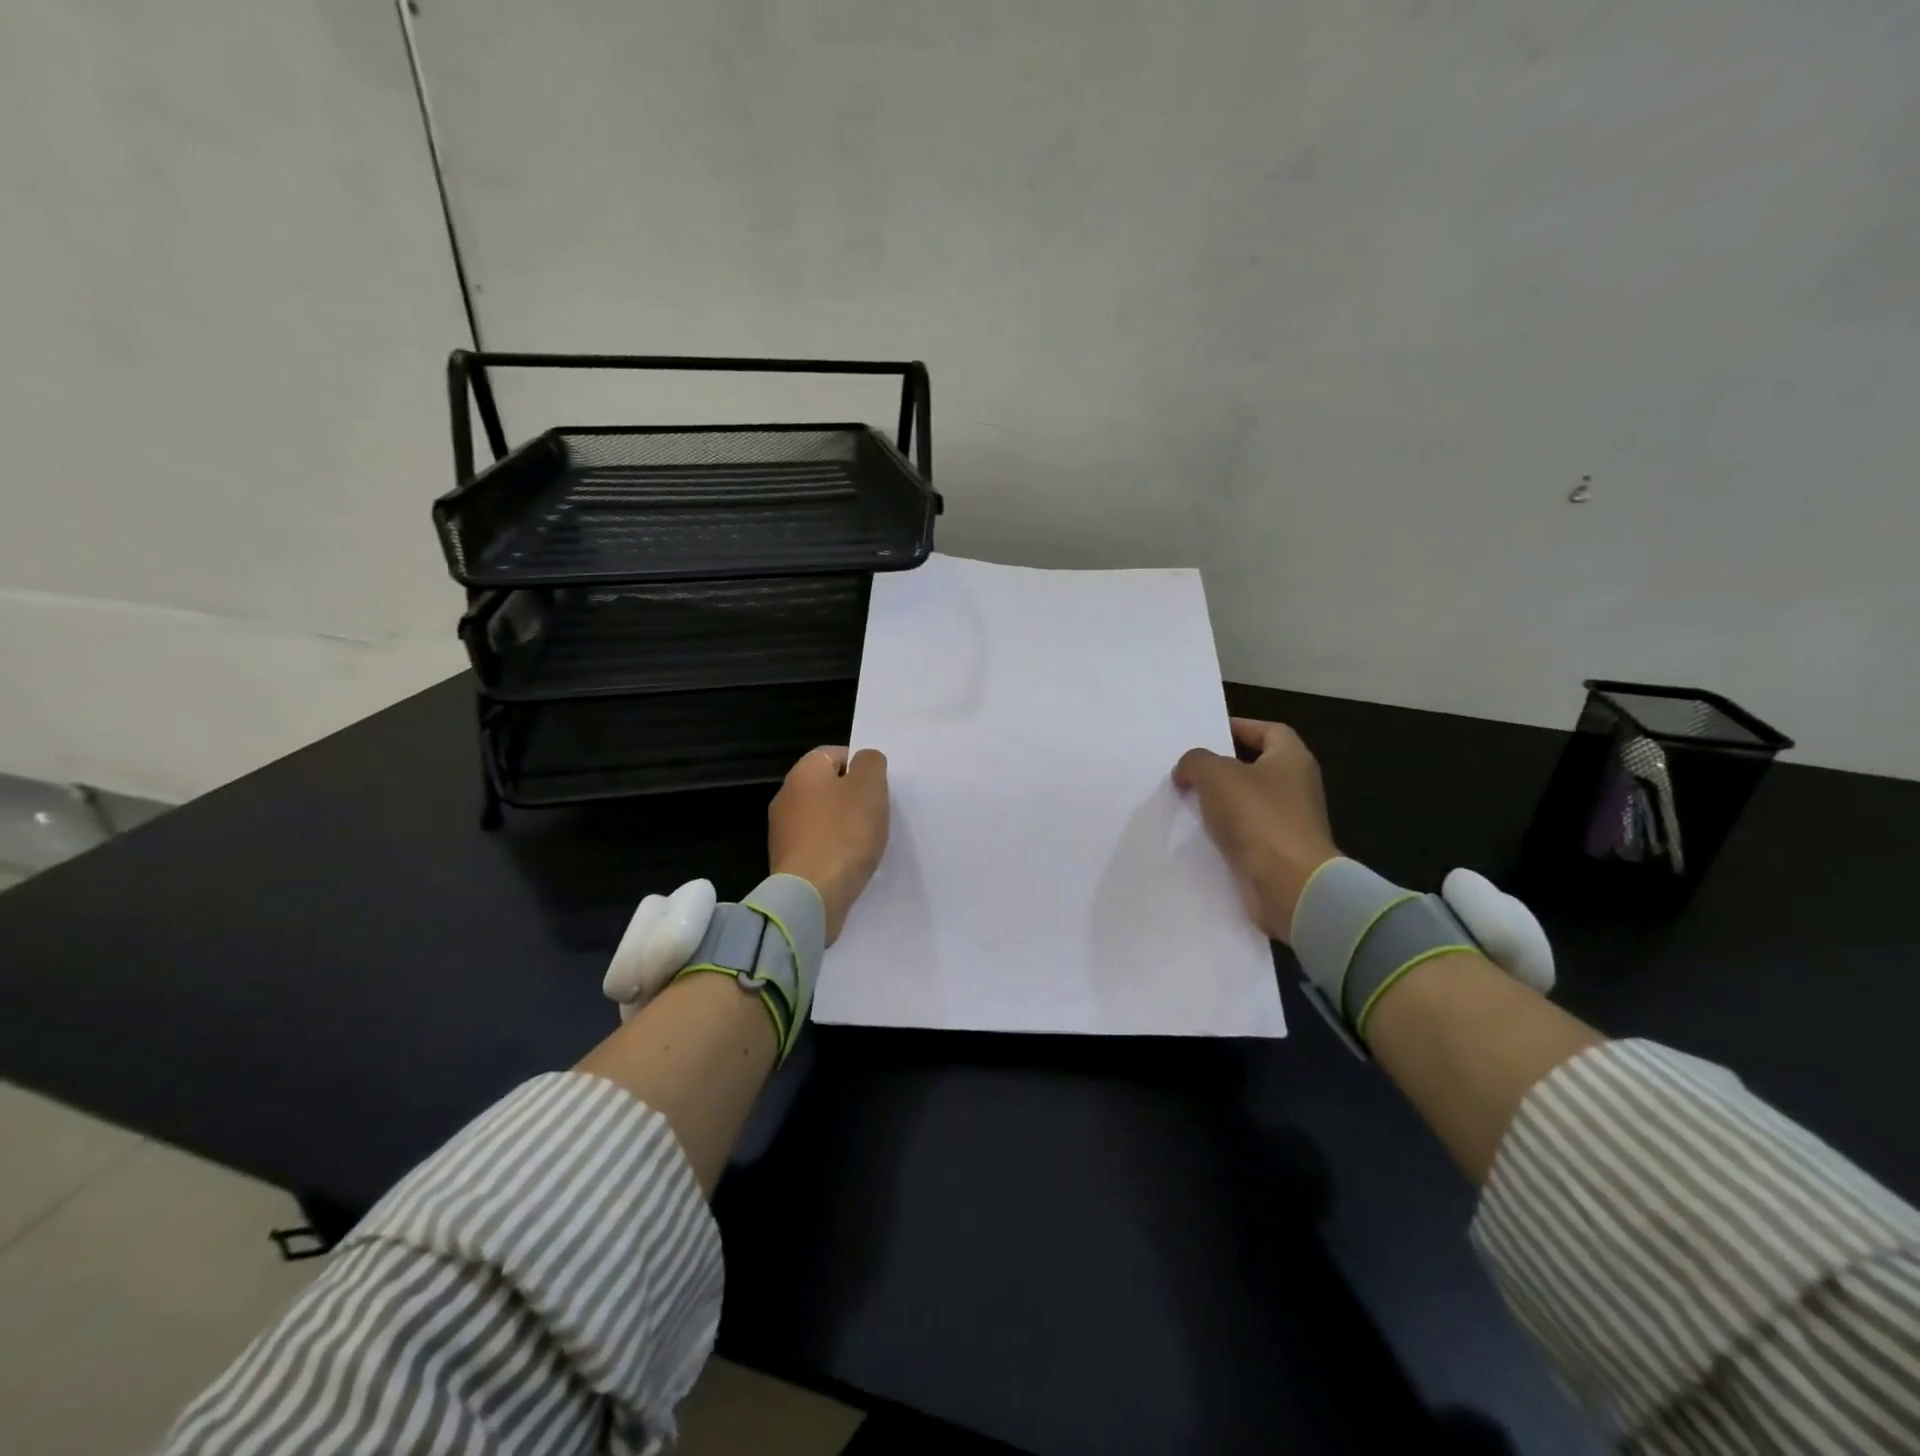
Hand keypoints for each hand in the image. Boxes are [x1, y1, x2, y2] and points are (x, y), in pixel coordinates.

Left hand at [767, 746, 889, 945]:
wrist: (812, 895)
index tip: (879, 787)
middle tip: (877, 813)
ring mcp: (782, 832)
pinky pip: (817, 846)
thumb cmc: (844, 833)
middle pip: (827, 787)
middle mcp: (786, 796)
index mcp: (803, 772)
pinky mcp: (787, 862)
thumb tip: (864, 760)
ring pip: (822, 818)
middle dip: (853, 798)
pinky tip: (850, 864)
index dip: (860, 766)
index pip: (834, 754)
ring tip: (867, 842)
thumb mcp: (870, 787)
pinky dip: (834, 851)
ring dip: (844, 826)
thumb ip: (871, 763)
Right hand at [1172, 719, 1339, 943]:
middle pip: (1256, 767)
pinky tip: (1198, 835)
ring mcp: (1290, 823)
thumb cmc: (1258, 816)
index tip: (1209, 733)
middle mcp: (1297, 787)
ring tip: (1186, 800)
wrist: (1290, 884)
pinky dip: (1225, 832)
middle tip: (1189, 768)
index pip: (1269, 731)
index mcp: (1292, 759)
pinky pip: (1246, 834)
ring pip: (1248, 803)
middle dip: (1223, 767)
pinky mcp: (1279, 854)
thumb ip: (1195, 761)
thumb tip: (1187, 770)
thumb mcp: (1215, 774)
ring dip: (1220, 802)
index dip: (1241, 727)